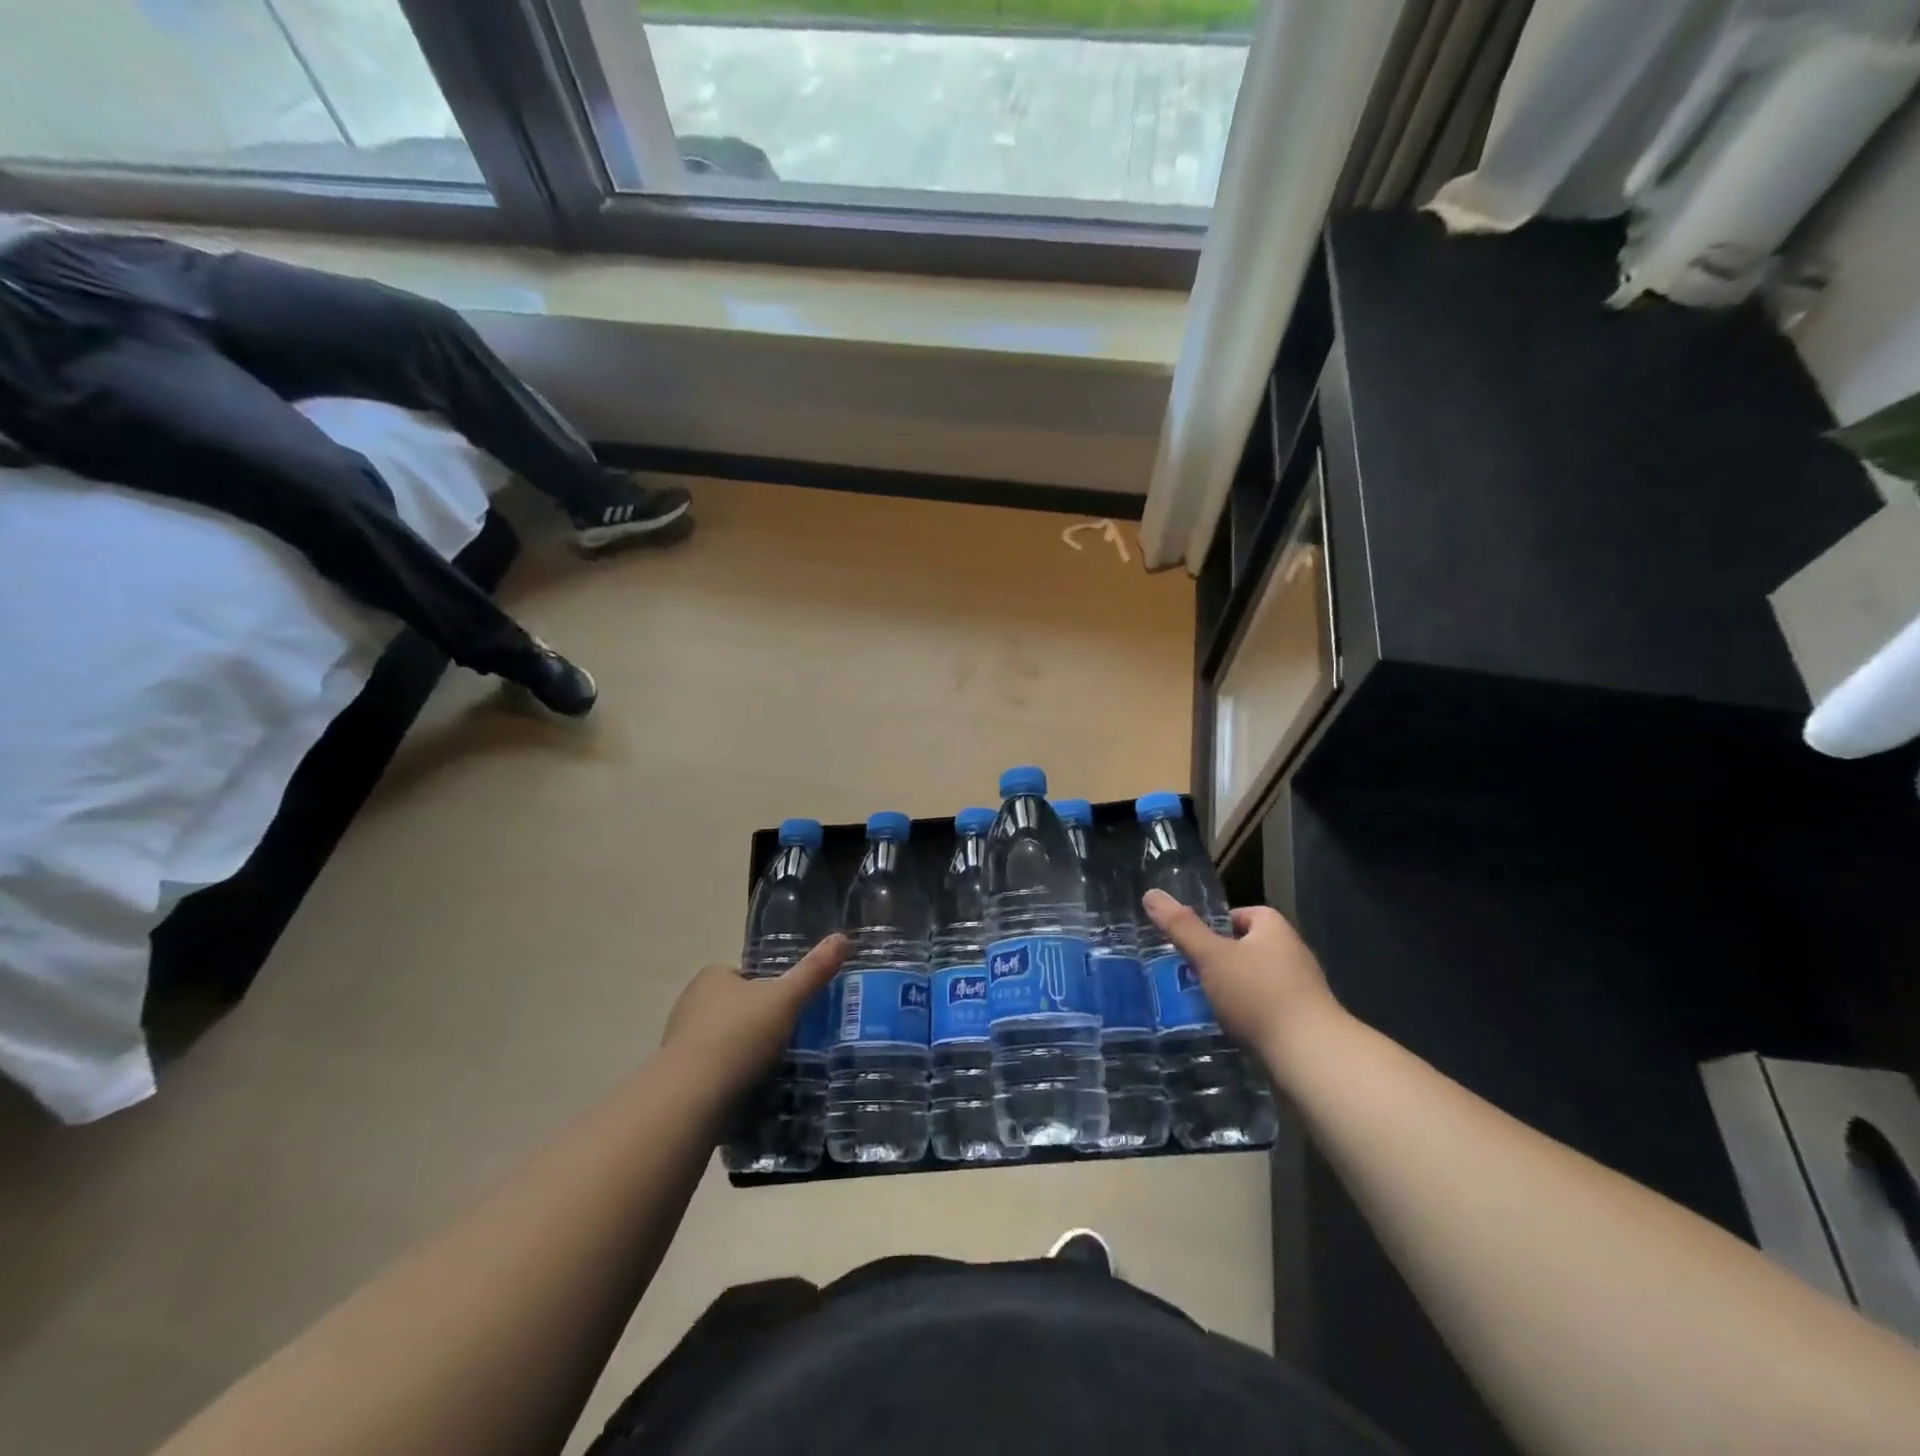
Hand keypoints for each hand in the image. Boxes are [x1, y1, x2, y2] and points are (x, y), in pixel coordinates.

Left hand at [660, 935, 847, 1098]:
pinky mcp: (679, 1076)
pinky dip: (732, 1077)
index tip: (792, 1008)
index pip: (748, 975)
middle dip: (759, 1022)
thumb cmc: (739, 1036)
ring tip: (775, 1068)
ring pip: (725, 1040)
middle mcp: (691, 1002)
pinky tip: (751, 1089)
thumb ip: (814, 971)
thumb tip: (843, 937)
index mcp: (713, 976)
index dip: (772, 989)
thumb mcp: (786, 999)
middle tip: (790, 1039)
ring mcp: (680, 1041)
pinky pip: (714, 1070)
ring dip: (745, 1052)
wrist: (691, 1099)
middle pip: (737, 1007)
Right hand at [1141, 890, 1340, 1076]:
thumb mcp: (1211, 957)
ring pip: (1258, 981)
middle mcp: (1293, 953)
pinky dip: (1250, 1015)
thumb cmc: (1259, 995)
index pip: (1244, 914)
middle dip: (1222, 960)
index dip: (1218, 925)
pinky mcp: (1304, 1022)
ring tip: (1206, 1003)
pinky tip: (1232, 1029)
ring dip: (1235, 990)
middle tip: (1192, 973)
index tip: (1193, 943)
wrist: (1311, 1057)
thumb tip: (1151, 893)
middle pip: (1250, 948)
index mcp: (1275, 929)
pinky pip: (1268, 1009)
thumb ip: (1181, 927)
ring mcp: (1302, 990)